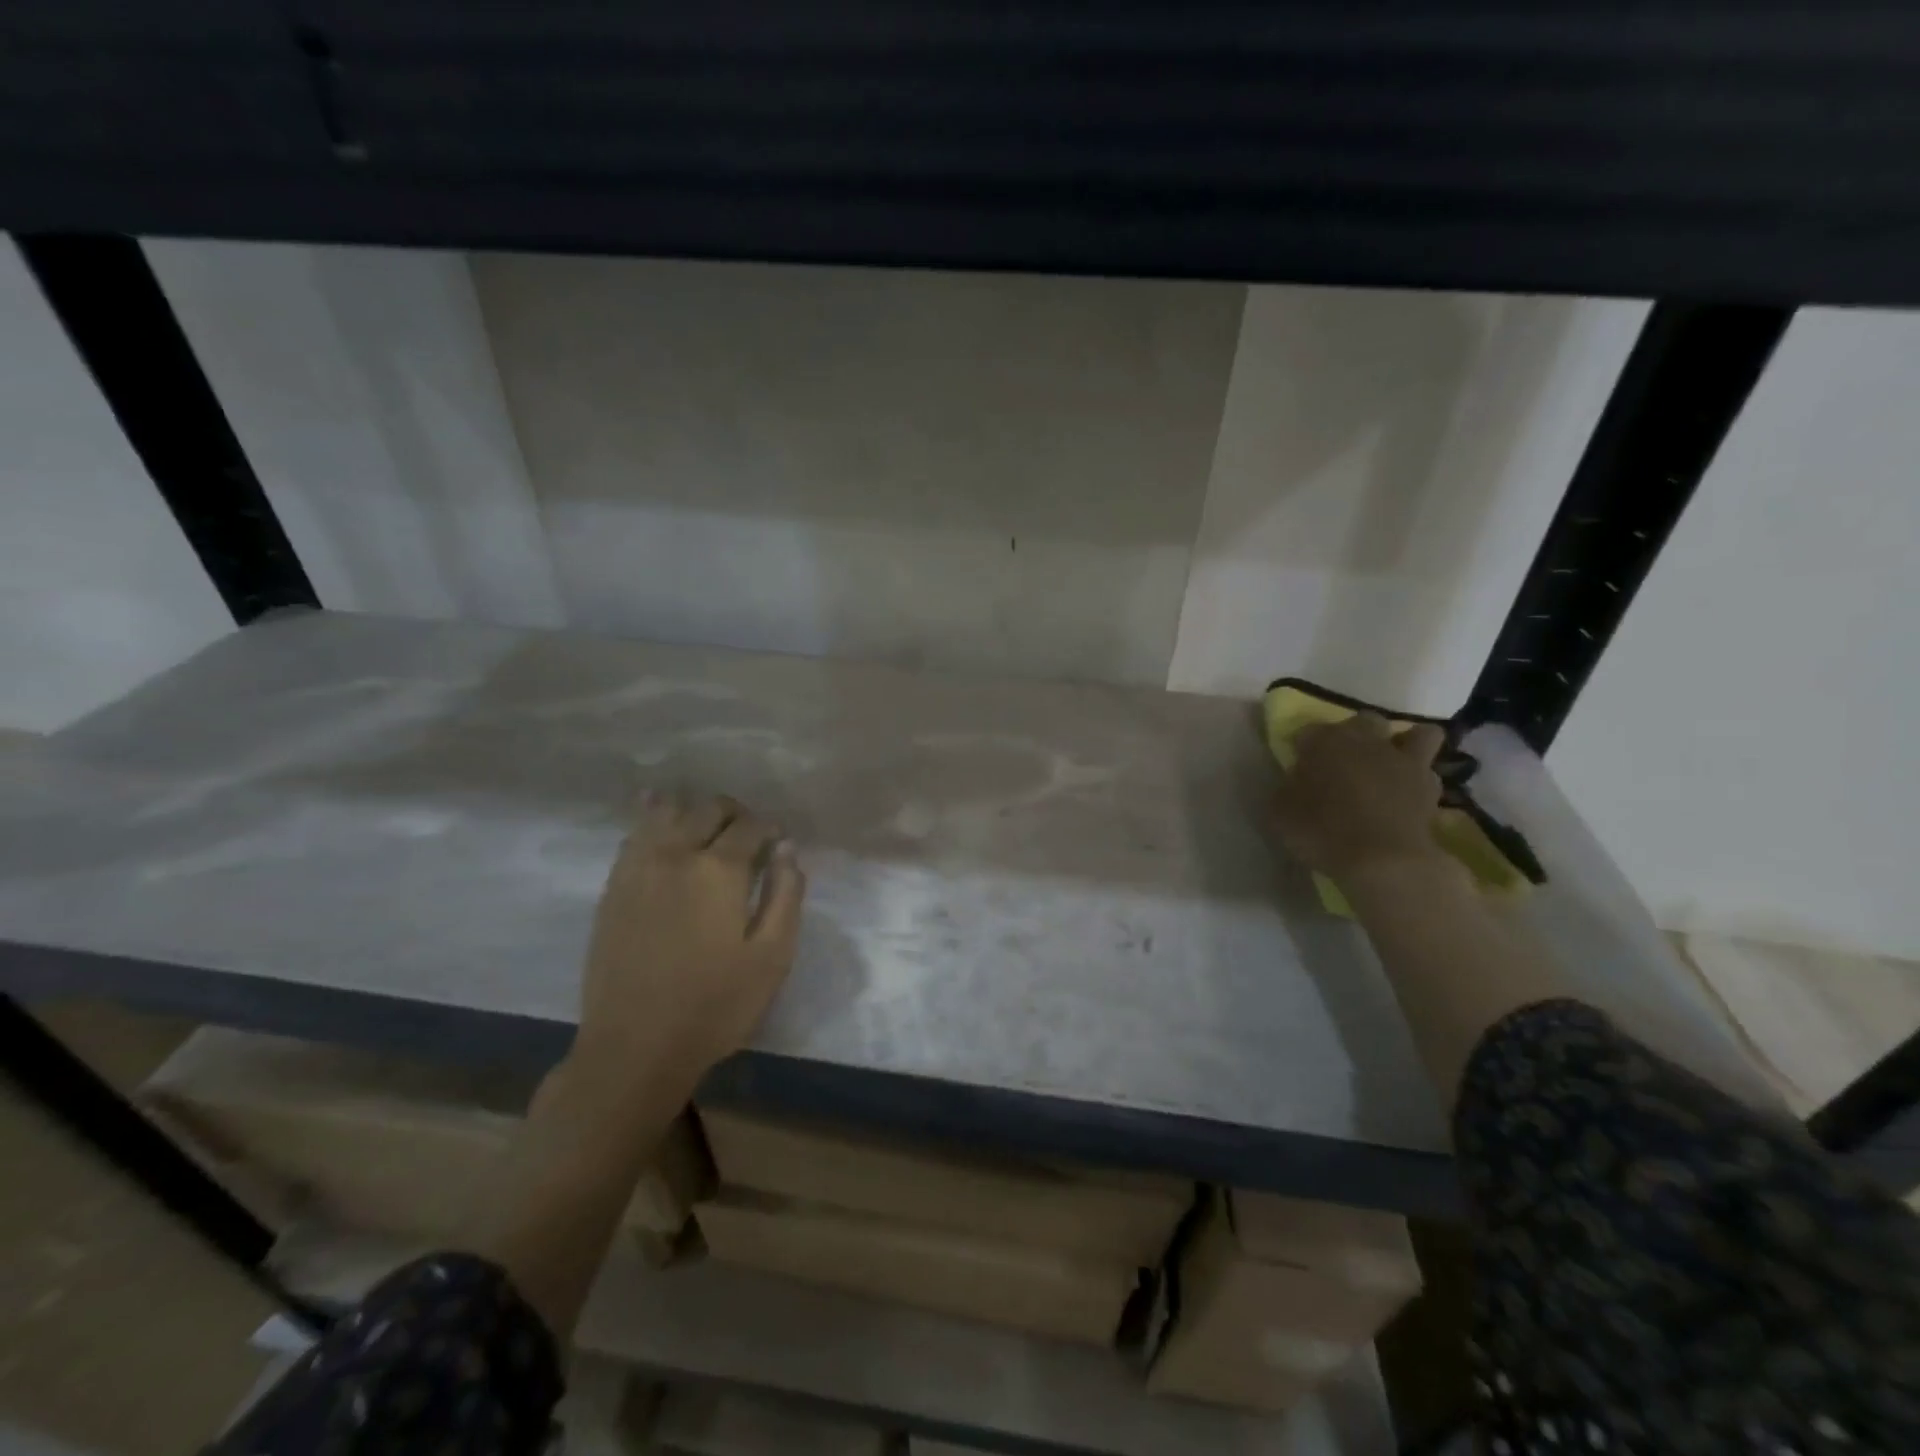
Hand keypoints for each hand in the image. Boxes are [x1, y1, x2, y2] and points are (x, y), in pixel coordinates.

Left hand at [569, 794, 805, 1109]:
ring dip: (694, 811)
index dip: (770, 829)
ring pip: (667, 811)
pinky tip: (661, 817)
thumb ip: (786, 894)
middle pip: (709, 809)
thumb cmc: (715, 1006)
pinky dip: (653, 818)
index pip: (751, 826)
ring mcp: (638, 868)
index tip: (779, 845)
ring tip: (708, 829)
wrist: (634, 1048)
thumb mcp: (772, 957)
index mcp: (719, 870)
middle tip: (749, 839)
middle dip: (736, 814)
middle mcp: (676, 854)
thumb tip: (786, 849)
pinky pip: (636, 834)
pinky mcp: (613, 887)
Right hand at [1272, 715, 1448, 881]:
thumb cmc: (1323, 832)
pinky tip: (1408, 796)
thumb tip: (1293, 783)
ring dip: (1403, 745)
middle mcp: (1366, 740)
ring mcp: (1404, 761)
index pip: (1308, 731)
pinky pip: (1429, 772)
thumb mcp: (1280, 814)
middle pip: (1363, 721)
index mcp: (1324, 741)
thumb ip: (1286, 790)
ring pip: (1416, 735)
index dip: (1303, 749)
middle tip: (1342, 762)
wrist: (1383, 861)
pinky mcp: (1431, 787)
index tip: (1298, 769)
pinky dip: (1419, 780)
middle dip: (1354, 735)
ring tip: (1389, 768)